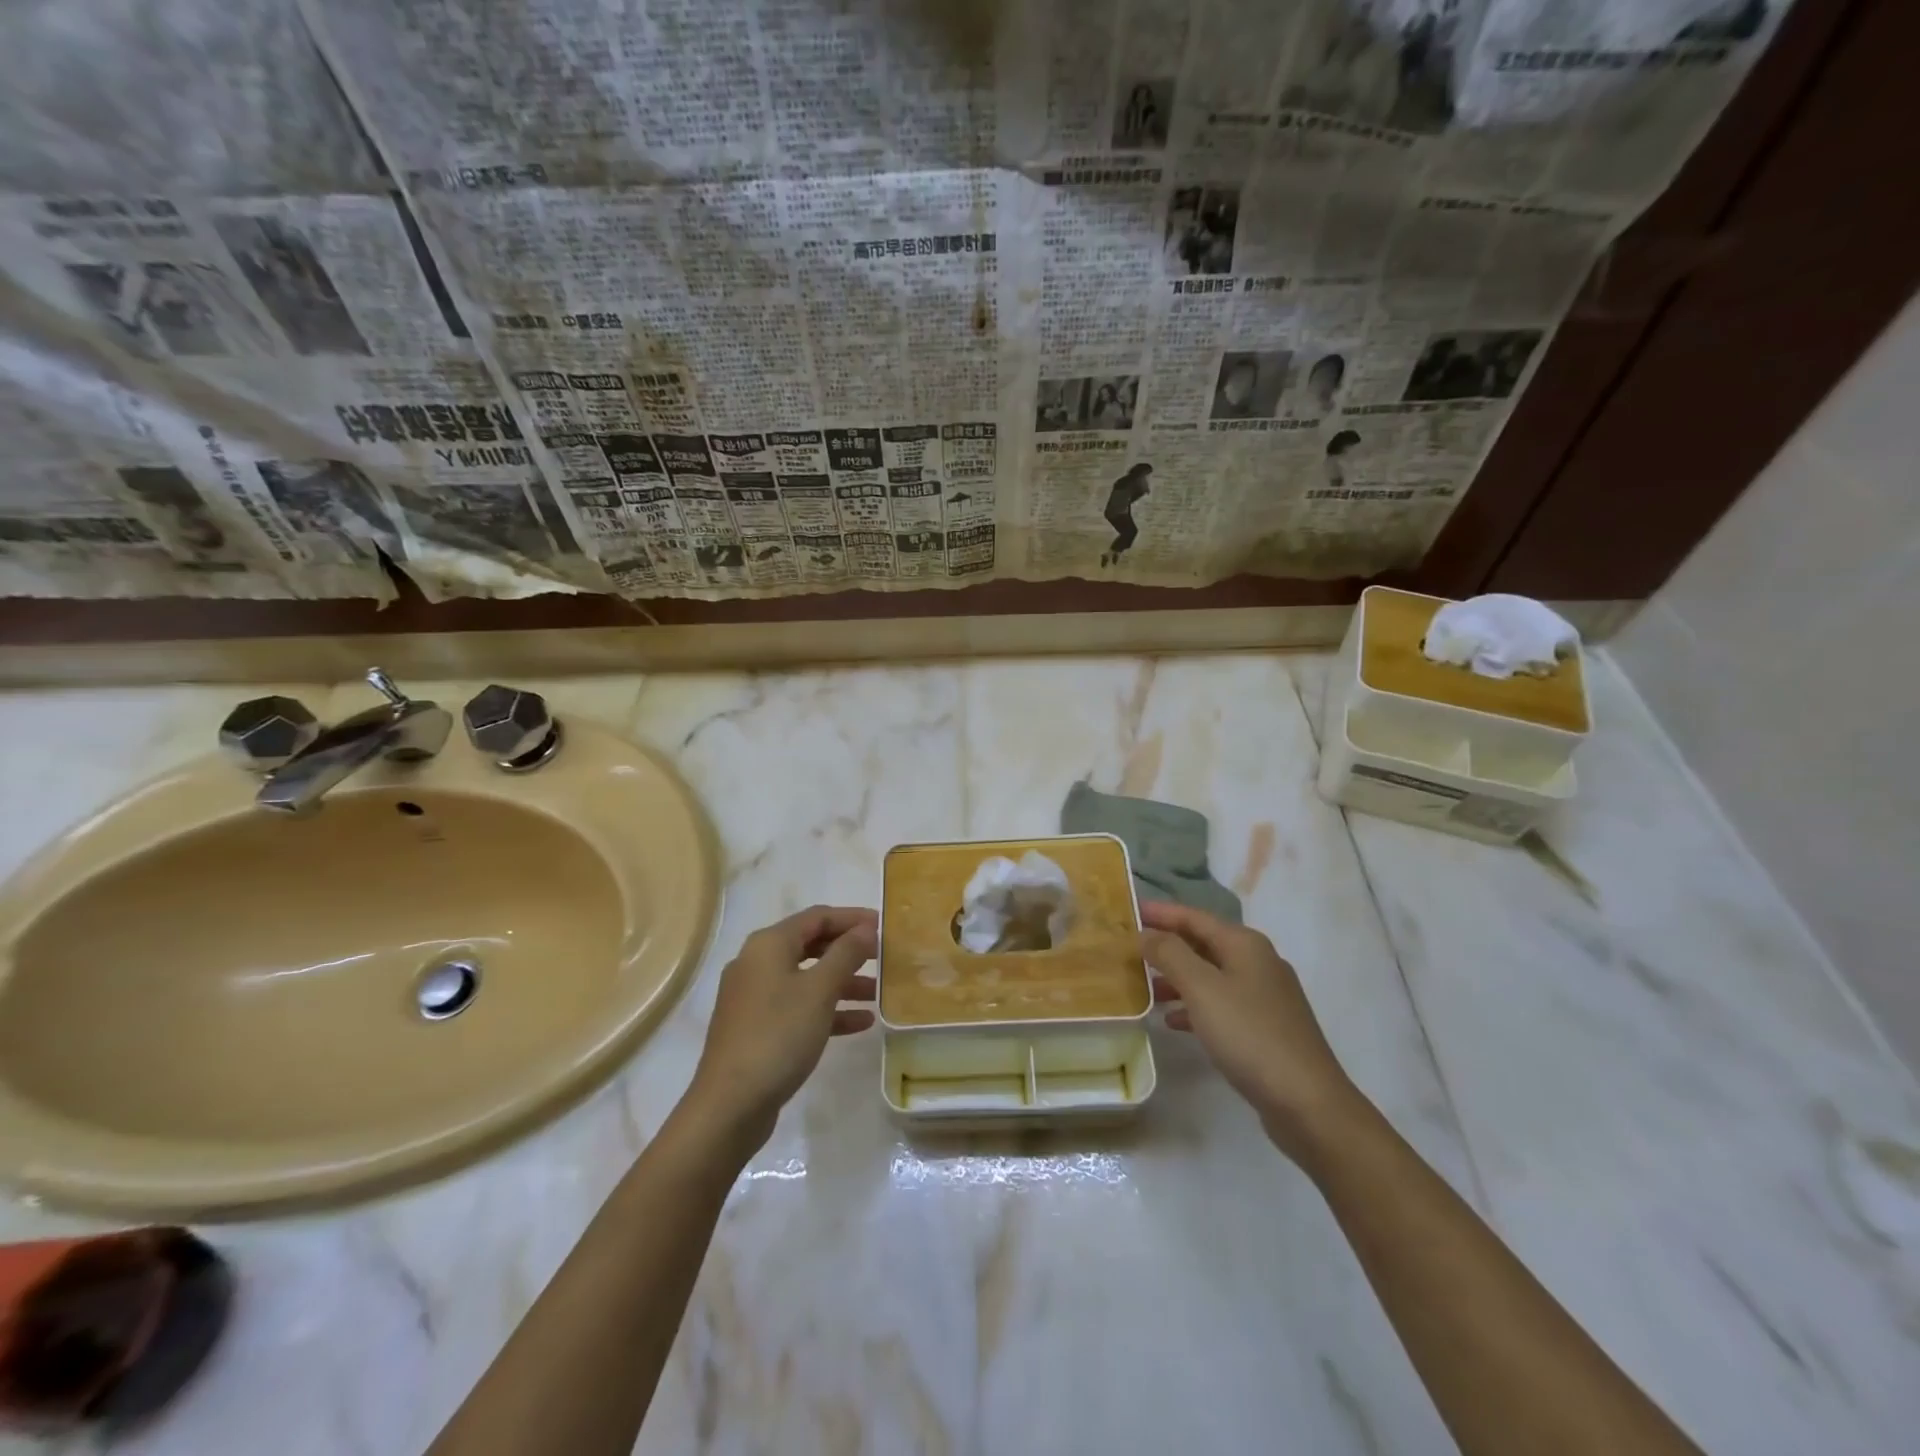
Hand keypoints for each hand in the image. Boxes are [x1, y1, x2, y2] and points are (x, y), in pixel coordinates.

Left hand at [683, 906, 877, 1149]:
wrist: (730, 1104)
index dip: (852, 918)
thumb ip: (846, 954)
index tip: (883, 926)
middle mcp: (757, 963)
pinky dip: (827, 1010)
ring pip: (806, 979)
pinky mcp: (756, 1028)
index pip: (817, 917)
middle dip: (847, 951)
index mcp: (768, 945)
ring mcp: (754, 998)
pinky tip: (860, 1023)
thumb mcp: (820, 990)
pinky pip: (798, 1007)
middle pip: (811, 945)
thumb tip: (865, 928)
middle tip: (881, 956)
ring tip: (877, 993)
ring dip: (842, 982)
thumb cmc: (779, 1035)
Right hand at [1142, 902, 1358, 1158]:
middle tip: (1130, 947)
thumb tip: (1147, 933)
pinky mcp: (1265, 1028)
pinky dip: (1194, 1006)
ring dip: (1177, 977)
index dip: (1161, 912)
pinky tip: (1173, 1021)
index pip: (1194, 917)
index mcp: (1245, 945)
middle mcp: (1257, 962)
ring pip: (1210, 975)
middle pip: (1203, 943)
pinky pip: (1220, 1004)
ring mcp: (1264, 997)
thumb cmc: (1249, 1035)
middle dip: (1167, 944)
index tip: (1129, 910)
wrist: (1307, 1102)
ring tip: (1143, 987)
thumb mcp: (1202, 988)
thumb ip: (1170, 954)